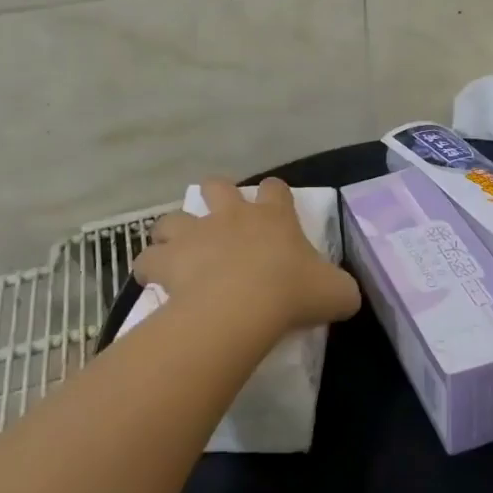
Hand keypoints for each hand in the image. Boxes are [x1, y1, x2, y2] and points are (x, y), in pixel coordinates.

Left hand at [133, 178, 360, 340]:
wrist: (242, 306)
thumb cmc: (292, 292)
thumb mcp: (336, 292)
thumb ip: (341, 288)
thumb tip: (344, 294)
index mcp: (273, 216)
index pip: (275, 188)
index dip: (274, 194)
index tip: (274, 208)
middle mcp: (232, 215)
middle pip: (216, 185)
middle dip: (215, 197)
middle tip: (219, 223)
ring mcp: (195, 233)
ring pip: (172, 218)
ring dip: (174, 232)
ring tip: (178, 252)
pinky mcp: (168, 259)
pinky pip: (148, 259)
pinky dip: (150, 268)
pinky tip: (155, 283)